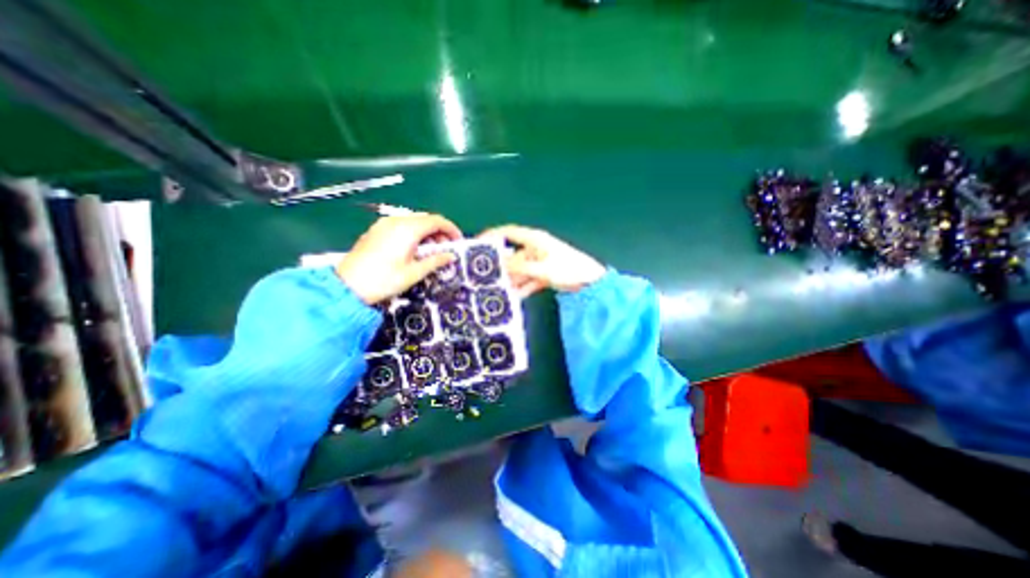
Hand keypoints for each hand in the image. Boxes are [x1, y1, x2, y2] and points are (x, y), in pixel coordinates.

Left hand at [340, 211, 463, 302]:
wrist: (348, 286)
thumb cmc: (385, 280)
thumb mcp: (414, 273)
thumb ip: (435, 261)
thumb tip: (451, 256)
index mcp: (408, 229)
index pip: (436, 221)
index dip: (451, 229)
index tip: (458, 241)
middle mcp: (396, 221)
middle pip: (425, 219)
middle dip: (439, 232)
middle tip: (446, 249)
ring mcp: (384, 224)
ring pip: (413, 222)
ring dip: (427, 233)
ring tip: (431, 251)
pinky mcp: (376, 230)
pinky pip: (401, 226)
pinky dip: (414, 234)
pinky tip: (414, 249)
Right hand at [480, 225, 604, 297]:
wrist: (590, 281)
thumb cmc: (568, 268)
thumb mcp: (541, 269)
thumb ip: (519, 268)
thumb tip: (499, 267)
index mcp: (534, 240)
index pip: (508, 232)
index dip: (493, 235)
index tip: (478, 244)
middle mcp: (534, 249)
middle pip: (512, 256)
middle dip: (501, 267)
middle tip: (485, 278)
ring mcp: (539, 262)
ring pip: (519, 270)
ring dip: (511, 280)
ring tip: (498, 290)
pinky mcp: (543, 273)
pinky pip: (528, 279)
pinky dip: (523, 287)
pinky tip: (515, 296)